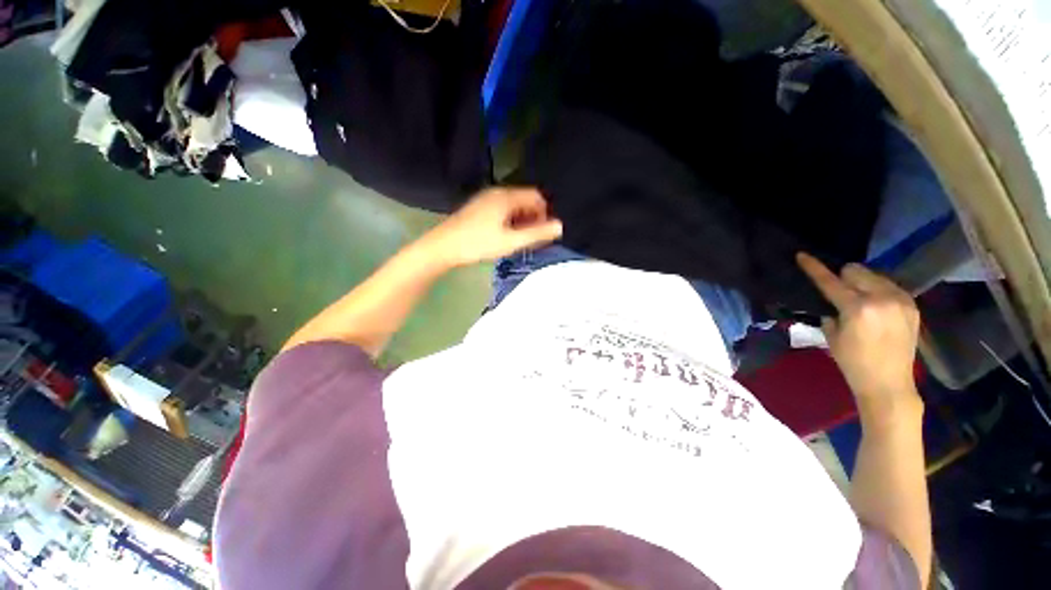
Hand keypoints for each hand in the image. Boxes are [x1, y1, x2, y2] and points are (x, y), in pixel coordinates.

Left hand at [421, 187, 562, 267]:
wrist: (443, 247)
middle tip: (534, 239)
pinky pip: (502, 210)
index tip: (544, 232)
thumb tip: (560, 226)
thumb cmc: (478, 243)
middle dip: (534, 218)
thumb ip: (537, 234)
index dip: (545, 213)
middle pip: (525, 200)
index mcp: (506, 196)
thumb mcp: (511, 241)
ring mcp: (486, 199)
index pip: (537, 196)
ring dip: (522, 221)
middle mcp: (497, 192)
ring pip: (513, 206)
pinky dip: (510, 221)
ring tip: (521, 240)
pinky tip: (506, 236)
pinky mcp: (478, 208)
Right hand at [797, 253, 921, 412]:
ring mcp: (901, 301)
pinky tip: (876, 307)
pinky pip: (890, 286)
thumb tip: (832, 300)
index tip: (802, 255)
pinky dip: (878, 291)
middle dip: (844, 277)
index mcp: (858, 308)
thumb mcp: (832, 336)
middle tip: (839, 292)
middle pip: (856, 270)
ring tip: (861, 301)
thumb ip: (831, 311)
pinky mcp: (912, 305)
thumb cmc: (852, 362)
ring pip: (874, 275)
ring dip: (862, 283)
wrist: (889, 383)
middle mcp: (882, 299)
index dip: (814, 268)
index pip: (831, 281)